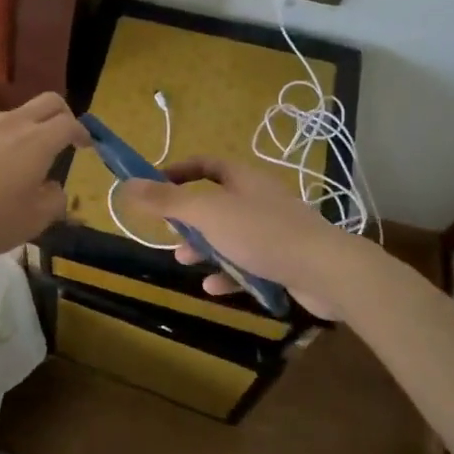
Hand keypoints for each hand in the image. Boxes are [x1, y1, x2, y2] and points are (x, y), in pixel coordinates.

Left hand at [0, 92, 87, 259]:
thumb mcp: (29, 223)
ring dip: (23, 131)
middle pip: (46, 102)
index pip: (70, 122)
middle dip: (61, 115)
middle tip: (62, 138)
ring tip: (14, 162)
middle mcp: (11, 122)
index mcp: (37, 141)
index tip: (85, 145)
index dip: (83, 132)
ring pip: (12, 116)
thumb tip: (55, 189)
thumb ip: (53, 202)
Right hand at [119, 157, 372, 319]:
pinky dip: (230, 273)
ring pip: (231, 235)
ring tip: (185, 262)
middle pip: (216, 201)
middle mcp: (259, 199)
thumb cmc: (262, 233)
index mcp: (243, 179)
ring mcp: (275, 230)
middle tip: (169, 233)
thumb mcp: (206, 214)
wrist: (327, 271)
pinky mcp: (285, 260)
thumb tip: (127, 184)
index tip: (154, 186)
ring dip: (206, 248)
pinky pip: (250, 263)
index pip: (205, 164)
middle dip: (189, 218)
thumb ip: (166, 200)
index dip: (178, 172)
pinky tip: (213, 289)